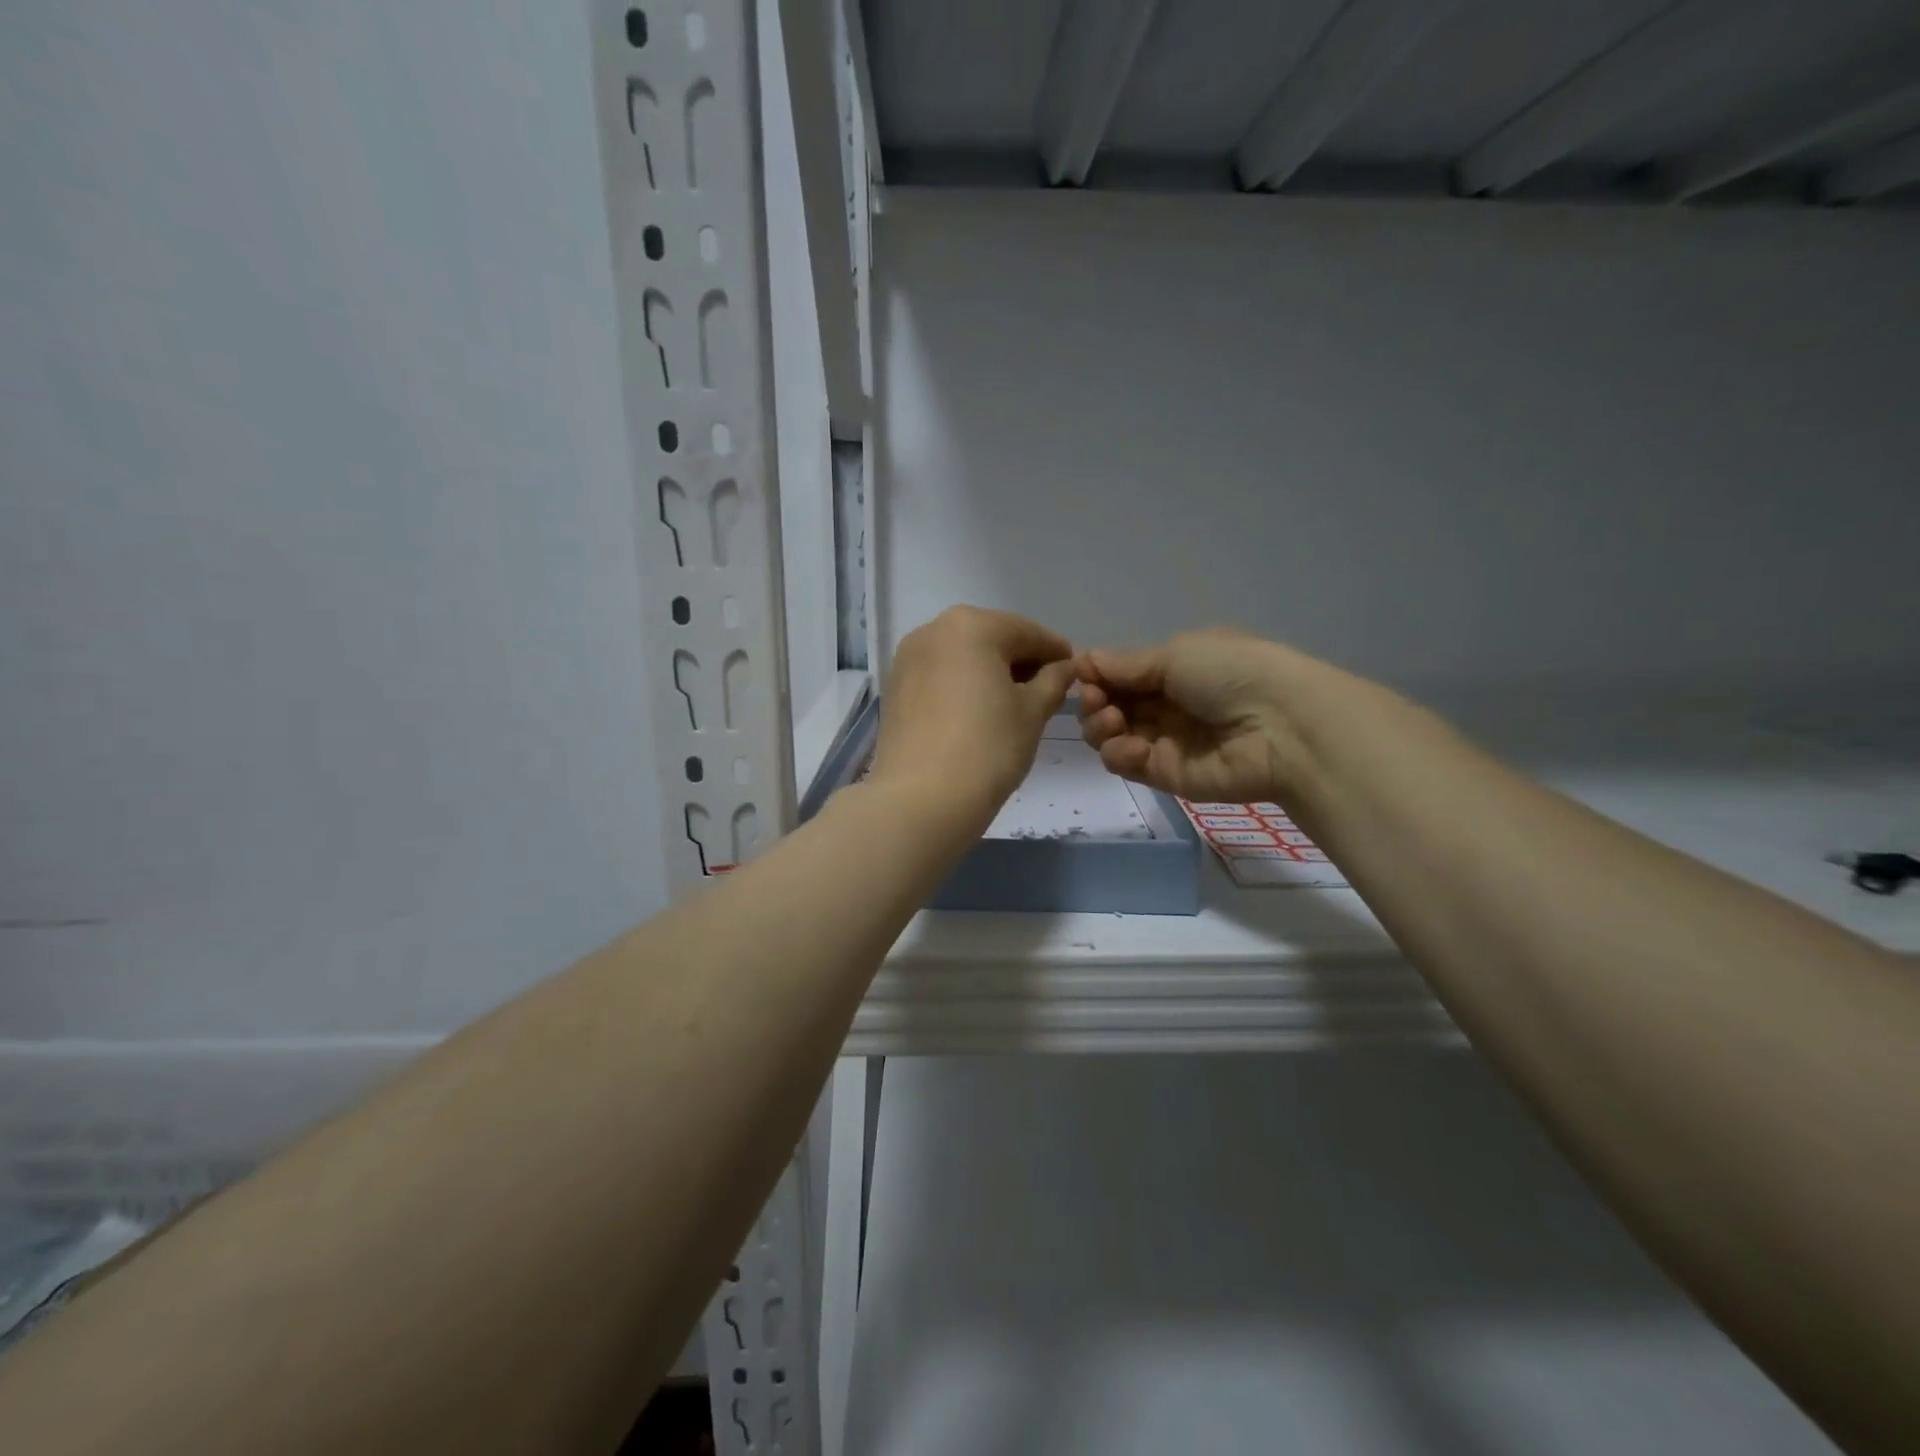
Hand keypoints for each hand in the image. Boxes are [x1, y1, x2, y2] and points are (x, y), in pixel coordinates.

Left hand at [871, 606, 1076, 823]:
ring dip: (990, 672)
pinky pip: (939, 676)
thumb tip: (1062, 668)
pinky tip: (978, 712)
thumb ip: (1053, 681)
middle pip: (991, 638)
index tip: (1074, 671)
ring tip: (1013, 704)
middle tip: (1046, 690)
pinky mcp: (894, 688)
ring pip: (962, 656)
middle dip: (1020, 660)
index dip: (1055, 652)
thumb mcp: (1033, 712)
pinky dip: (962, 685)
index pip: (1027, 632)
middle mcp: (933, 630)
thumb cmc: (988, 748)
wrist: (921, 799)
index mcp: (972, 626)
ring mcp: (908, 658)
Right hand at [1077, 628, 1311, 803]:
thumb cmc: (1230, 673)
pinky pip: (1127, 764)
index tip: (1082, 675)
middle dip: (1094, 701)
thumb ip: (1127, 665)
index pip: (1121, 675)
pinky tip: (1133, 746)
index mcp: (1174, 670)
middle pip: (1110, 706)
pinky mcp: (1166, 776)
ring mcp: (1165, 741)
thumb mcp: (1176, 654)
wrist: (1281, 726)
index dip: (1097, 676)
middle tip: (1096, 700)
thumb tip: (1084, 660)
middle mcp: (1166, 705)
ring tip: (1112, 722)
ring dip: (1100, 726)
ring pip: (1111, 736)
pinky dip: (1119, 754)